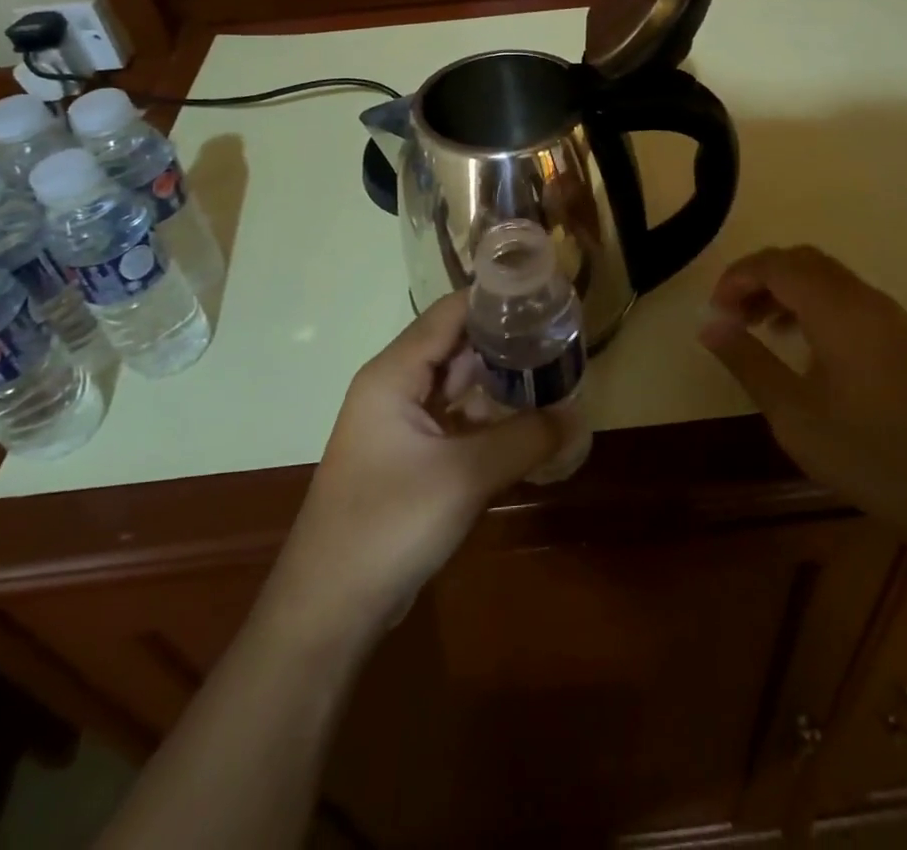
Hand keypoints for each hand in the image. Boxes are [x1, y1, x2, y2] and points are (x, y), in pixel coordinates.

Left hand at [265, 293, 563, 642]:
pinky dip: (490, 417)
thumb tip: (577, 414)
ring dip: (501, 382)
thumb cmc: (389, 525)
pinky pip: (456, 420)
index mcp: (394, 373)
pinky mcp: (410, 456)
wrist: (329, 610)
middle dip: (507, 342)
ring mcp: (401, 423)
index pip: (450, 313)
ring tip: (556, 373)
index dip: (496, 300)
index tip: (546, 297)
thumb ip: (525, 438)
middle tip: (562, 338)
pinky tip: (529, 422)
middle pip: (457, 346)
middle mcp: (395, 386)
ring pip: (459, 385)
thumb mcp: (465, 476)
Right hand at [698, 246, 906, 548]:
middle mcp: (865, 299)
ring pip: (824, 276)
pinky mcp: (897, 335)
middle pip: (801, 261)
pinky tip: (794, 340)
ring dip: (784, 288)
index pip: (777, 265)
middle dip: (758, 277)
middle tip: (729, 314)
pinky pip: (844, 296)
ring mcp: (886, 316)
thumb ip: (747, 361)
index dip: (738, 277)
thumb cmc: (866, 454)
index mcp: (839, 311)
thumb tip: (709, 325)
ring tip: (753, 325)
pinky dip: (810, 302)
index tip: (713, 311)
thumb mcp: (792, 413)